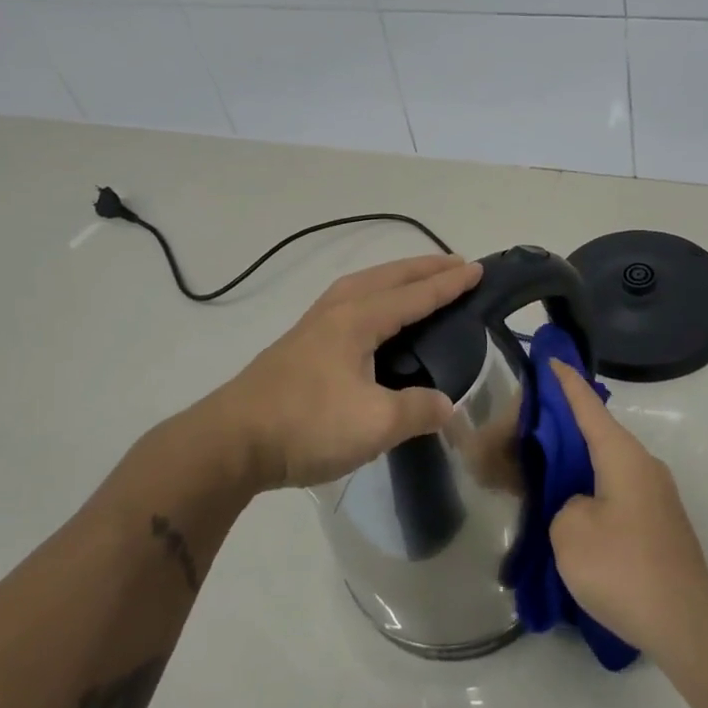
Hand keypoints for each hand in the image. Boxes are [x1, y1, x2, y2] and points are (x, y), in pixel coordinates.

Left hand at [206, 254, 483, 490]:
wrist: (230, 442)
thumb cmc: (306, 425)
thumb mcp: (374, 424)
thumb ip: (417, 409)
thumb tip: (446, 405)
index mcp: (358, 319)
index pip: (415, 295)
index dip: (448, 283)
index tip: (476, 269)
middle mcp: (337, 310)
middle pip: (388, 277)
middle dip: (424, 269)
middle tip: (455, 264)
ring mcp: (314, 324)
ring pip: (365, 285)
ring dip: (397, 278)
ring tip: (418, 281)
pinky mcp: (300, 343)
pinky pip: (351, 301)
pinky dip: (375, 294)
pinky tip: (373, 315)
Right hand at [547, 358, 707, 657]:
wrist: (685, 624)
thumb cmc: (623, 568)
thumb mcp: (569, 531)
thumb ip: (563, 504)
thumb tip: (581, 506)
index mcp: (622, 455)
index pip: (588, 406)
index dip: (566, 382)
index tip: (551, 359)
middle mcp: (643, 465)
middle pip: (597, 434)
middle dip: (563, 429)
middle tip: (527, 432)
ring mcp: (655, 495)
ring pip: (607, 465)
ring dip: (576, 465)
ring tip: (541, 475)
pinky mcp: (658, 523)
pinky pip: (616, 491)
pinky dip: (591, 490)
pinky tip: (570, 512)